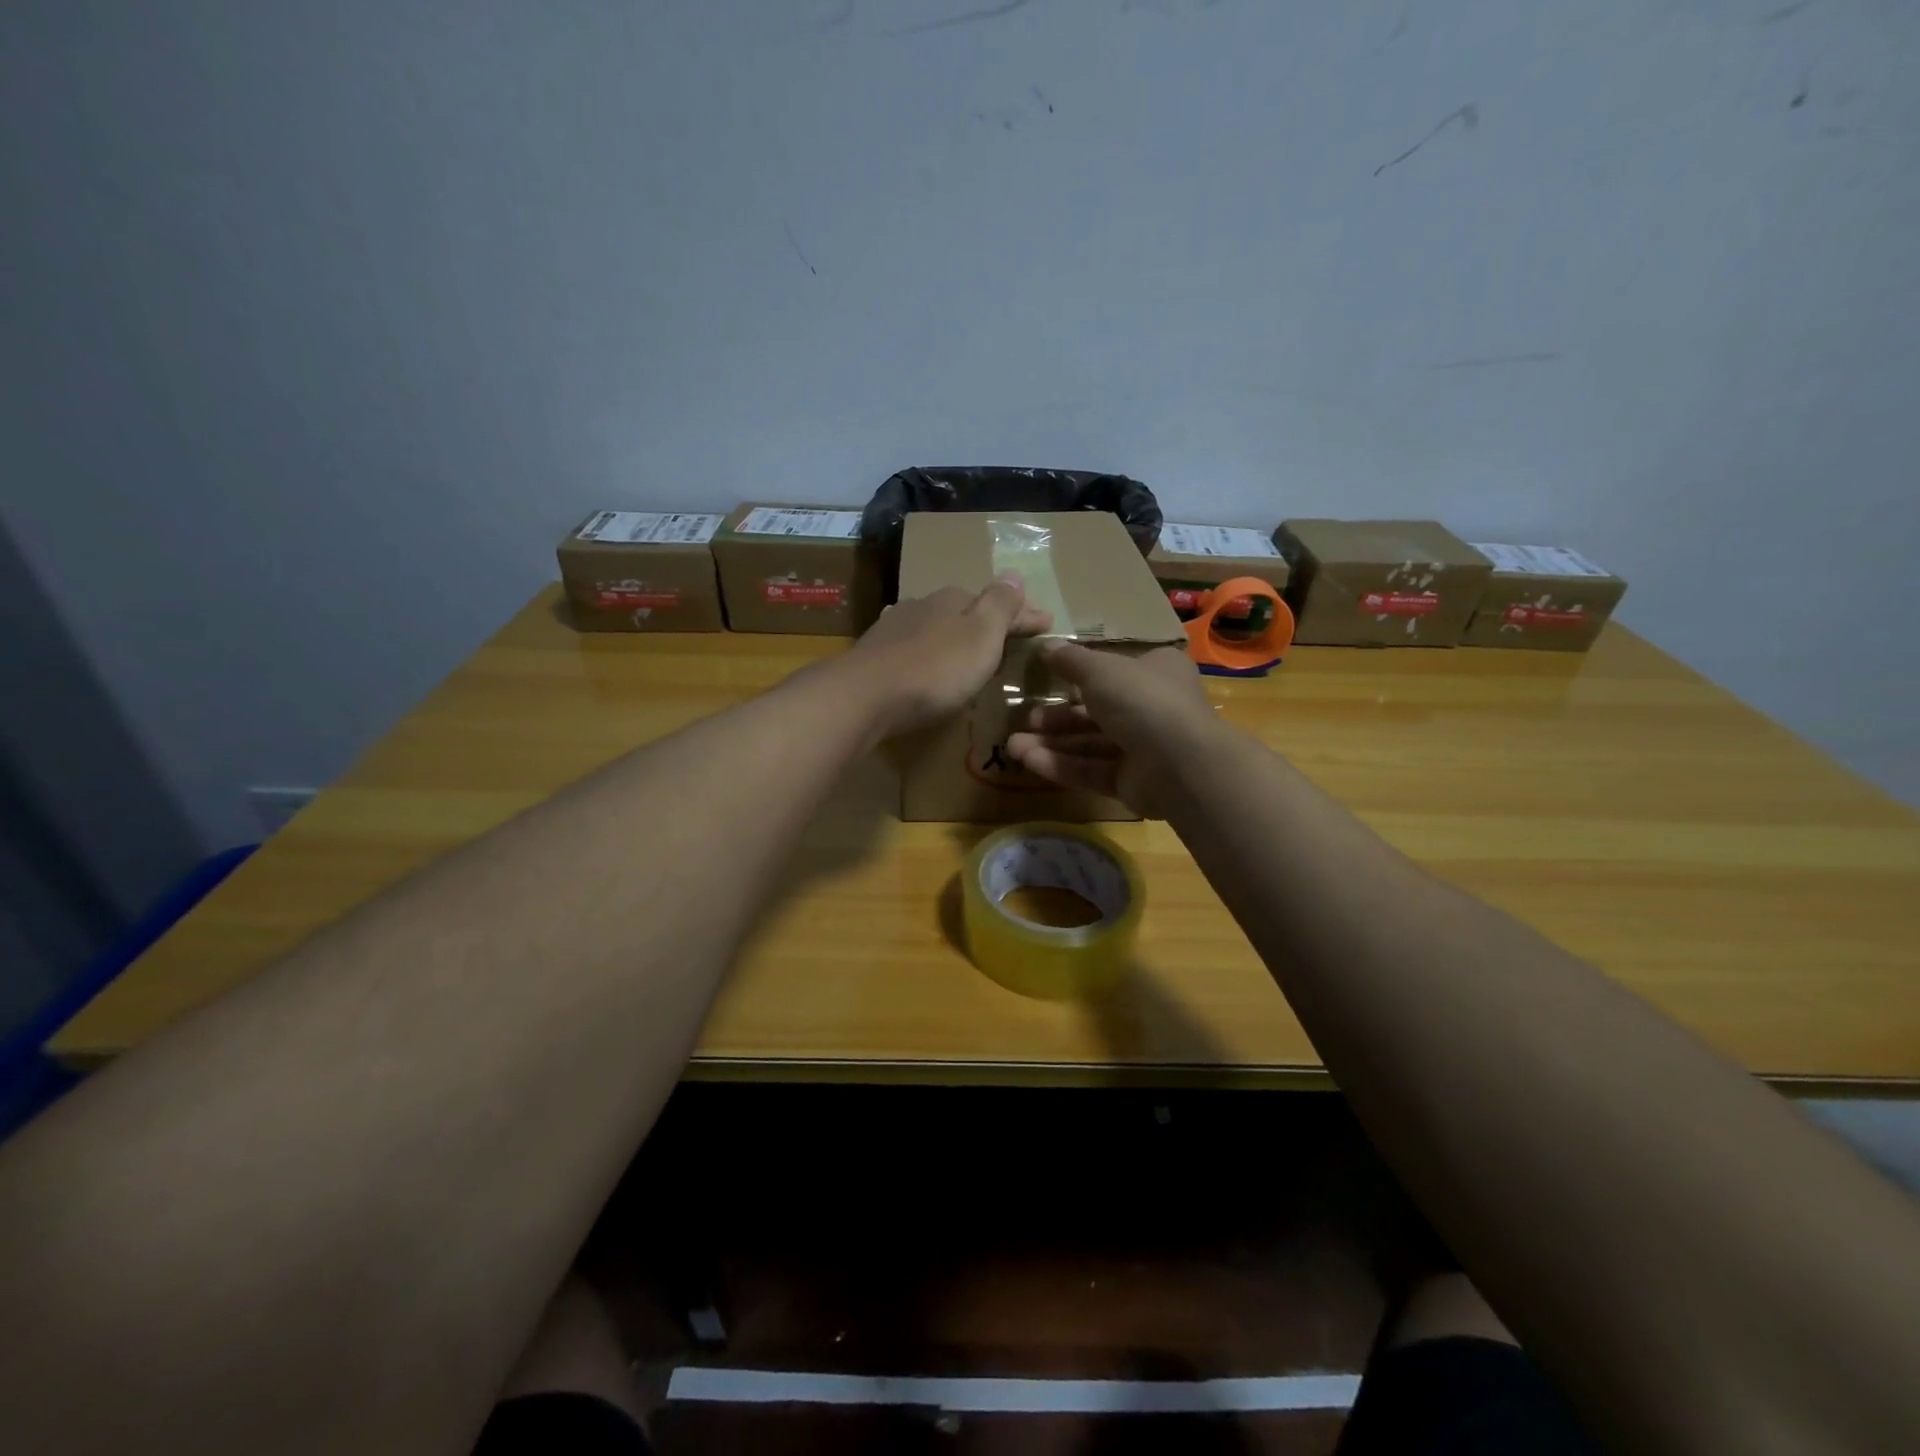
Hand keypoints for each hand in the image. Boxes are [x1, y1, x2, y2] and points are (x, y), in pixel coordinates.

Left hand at [842, 576, 1052, 739]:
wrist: (865, 696)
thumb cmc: (935, 668)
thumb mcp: (981, 635)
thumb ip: (999, 605)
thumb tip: (1013, 573)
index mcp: (953, 600)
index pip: (998, 603)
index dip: (1024, 615)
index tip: (1047, 624)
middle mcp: (922, 606)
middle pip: (964, 611)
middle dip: (987, 622)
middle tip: (1008, 638)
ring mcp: (894, 629)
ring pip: (934, 626)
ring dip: (953, 636)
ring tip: (967, 652)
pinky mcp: (874, 656)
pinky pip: (910, 646)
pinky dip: (926, 650)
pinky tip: (921, 655)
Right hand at [1005, 642, 1216, 815]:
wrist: (1180, 762)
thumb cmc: (1142, 699)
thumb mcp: (1100, 669)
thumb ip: (1070, 660)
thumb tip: (1046, 646)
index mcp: (1155, 672)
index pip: (1113, 670)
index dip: (1079, 673)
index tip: (1046, 676)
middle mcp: (1151, 708)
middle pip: (1094, 710)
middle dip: (1055, 717)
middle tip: (1022, 718)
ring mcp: (1142, 748)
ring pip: (1088, 744)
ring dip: (1050, 743)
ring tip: (1012, 745)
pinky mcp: (1131, 782)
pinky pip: (1091, 770)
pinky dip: (1061, 765)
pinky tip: (1028, 760)